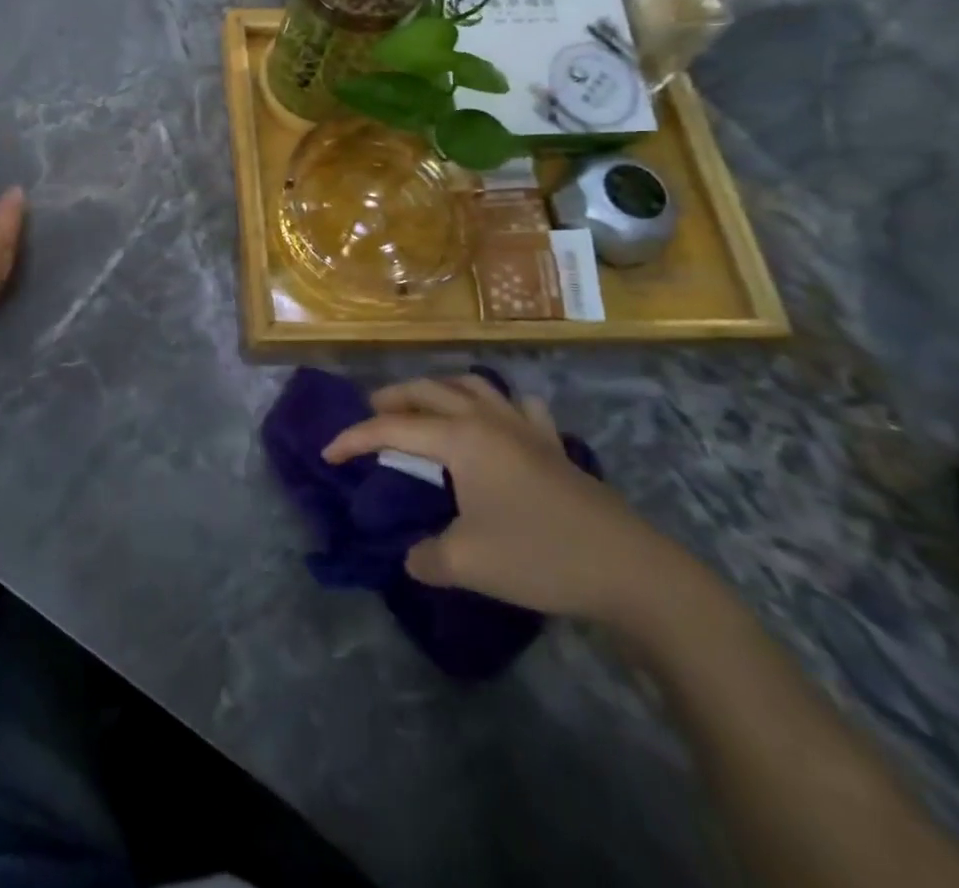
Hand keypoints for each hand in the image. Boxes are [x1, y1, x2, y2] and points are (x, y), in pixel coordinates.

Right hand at [322, 374, 694, 625]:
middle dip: (391, 399)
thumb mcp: (466, 563)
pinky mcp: (554, 446)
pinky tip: (498, 422)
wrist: (631, 572)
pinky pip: (518, 407)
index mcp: (460, 438)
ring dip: (440, 390)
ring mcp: (525, 428)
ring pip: (472, 385)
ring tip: (424, 409)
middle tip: (369, 418)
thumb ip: (426, 556)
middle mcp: (487, 419)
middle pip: (428, 391)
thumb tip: (414, 555)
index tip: (327, 455)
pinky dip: (497, 405)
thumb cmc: (539, 557)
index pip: (391, 428)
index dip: (354, 439)